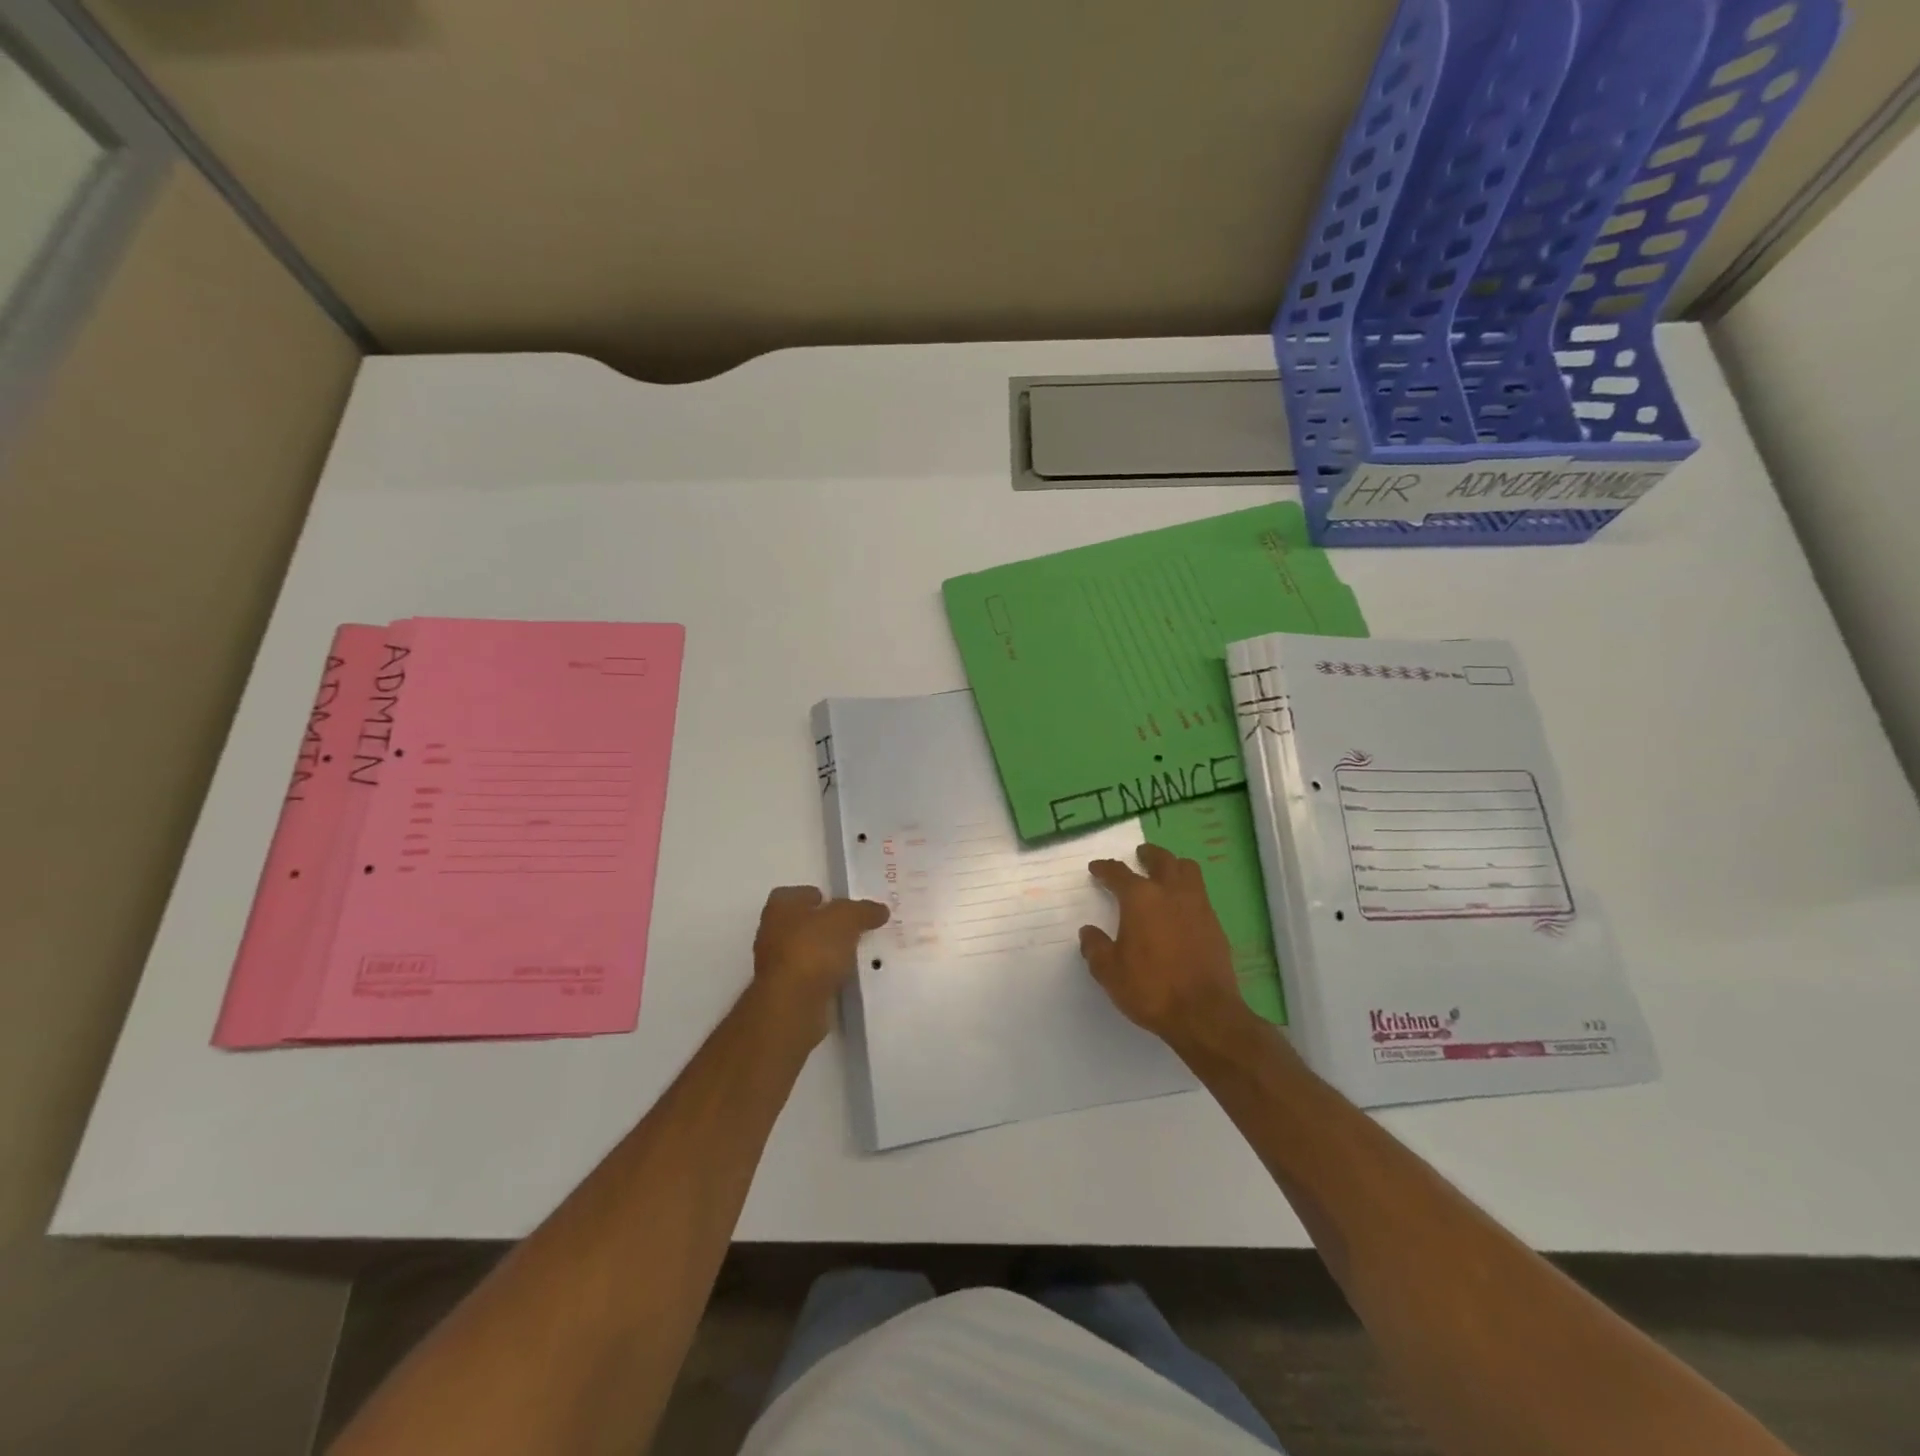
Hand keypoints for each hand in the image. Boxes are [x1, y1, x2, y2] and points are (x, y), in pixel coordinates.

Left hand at [752, 886, 889, 1042]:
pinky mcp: (785, 992)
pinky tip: (846, 979)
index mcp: (780, 907)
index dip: (821, 897)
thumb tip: (880, 910)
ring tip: (856, 955)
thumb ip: (863, 910)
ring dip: (827, 954)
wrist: (792, 1005)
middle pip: (804, 923)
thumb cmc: (813, 949)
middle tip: (856, 929)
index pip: (799, 894)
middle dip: (827, 927)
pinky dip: (826, 977)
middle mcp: (772, 932)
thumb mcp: (846, 919)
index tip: (844, 906)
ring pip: (808, 952)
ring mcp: (776, 965)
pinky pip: (811, 977)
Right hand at [1080, 844, 1253, 1047]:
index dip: (1105, 868)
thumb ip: (1095, 948)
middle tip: (1140, 855)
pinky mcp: (1215, 925)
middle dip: (1148, 855)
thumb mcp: (1110, 972)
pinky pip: (1200, 895)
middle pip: (1162, 860)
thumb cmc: (1151, 988)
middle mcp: (1171, 893)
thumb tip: (1089, 932)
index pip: (1119, 873)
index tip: (1097, 868)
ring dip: (1174, 866)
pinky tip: (1181, 908)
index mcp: (1141, 898)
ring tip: (1165, 873)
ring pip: (1188, 870)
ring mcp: (1198, 906)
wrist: (1205, 1013)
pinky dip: (1188, 892)